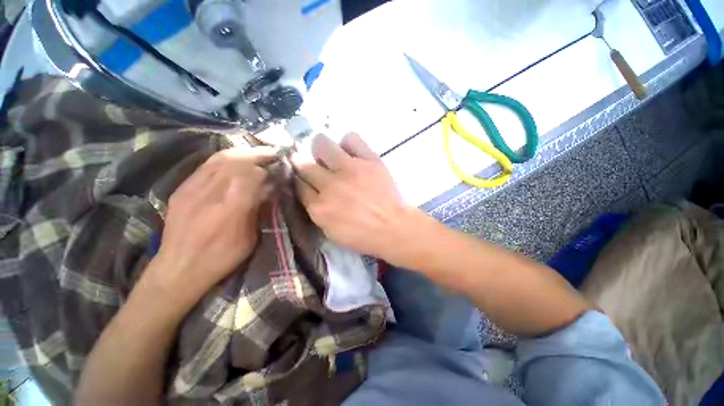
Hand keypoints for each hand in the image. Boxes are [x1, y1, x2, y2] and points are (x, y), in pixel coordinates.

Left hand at [149, 147, 277, 302]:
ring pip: (219, 159)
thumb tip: (268, 188)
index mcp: (231, 210)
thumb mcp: (250, 238)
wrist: (177, 269)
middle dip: (257, 154)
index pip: (252, 176)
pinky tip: (235, 161)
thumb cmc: (221, 258)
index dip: (267, 169)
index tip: (278, 169)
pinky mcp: (182, 189)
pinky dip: (225, 158)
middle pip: (235, 161)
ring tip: (257, 154)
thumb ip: (258, 210)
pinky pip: (206, 165)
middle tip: (272, 154)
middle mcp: (210, 194)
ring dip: (242, 153)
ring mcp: (192, 189)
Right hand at [292, 133, 417, 262]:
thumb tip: (311, 193)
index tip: (304, 179)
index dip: (300, 181)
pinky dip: (348, 143)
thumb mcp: (331, 232)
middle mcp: (329, 185)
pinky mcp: (369, 160)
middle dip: (304, 164)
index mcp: (319, 207)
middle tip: (315, 168)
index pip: (298, 185)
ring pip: (322, 144)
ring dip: (322, 149)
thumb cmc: (363, 236)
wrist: (394, 228)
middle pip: (305, 164)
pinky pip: (350, 138)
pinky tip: (351, 153)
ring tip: (331, 156)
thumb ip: (316, 212)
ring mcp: (349, 169)